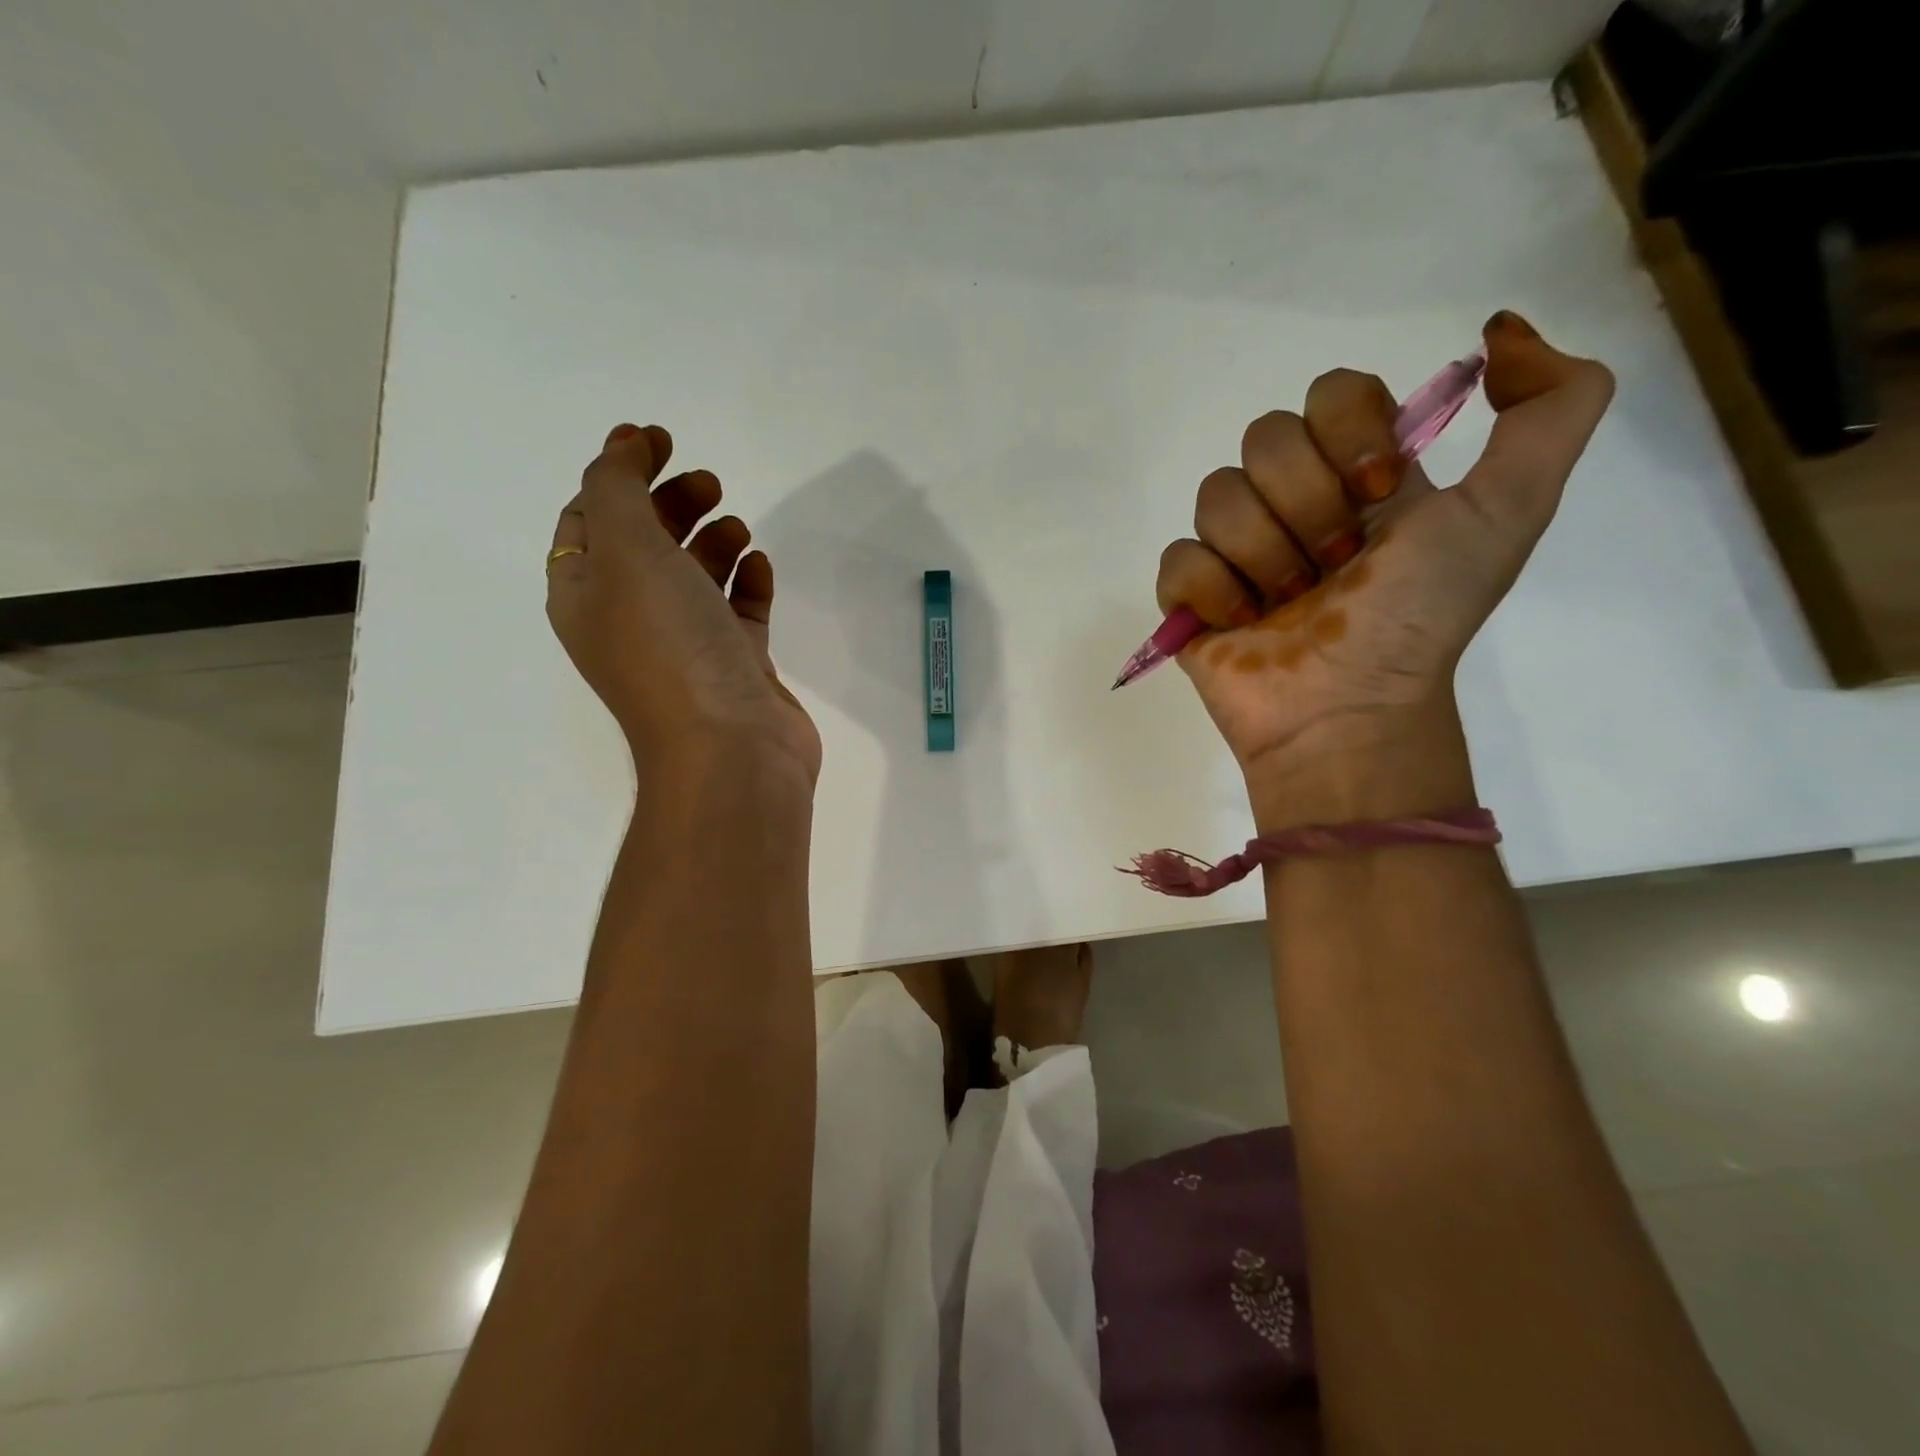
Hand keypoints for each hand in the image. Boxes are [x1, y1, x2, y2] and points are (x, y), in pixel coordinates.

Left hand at [546, 424, 822, 797]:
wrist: (731, 750)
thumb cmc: (670, 647)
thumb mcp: (626, 552)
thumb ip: (618, 487)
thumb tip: (623, 442)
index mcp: (587, 595)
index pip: (589, 519)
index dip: (617, 473)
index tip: (660, 440)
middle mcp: (631, 619)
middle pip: (645, 543)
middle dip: (671, 503)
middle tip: (708, 481)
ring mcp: (688, 645)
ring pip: (695, 576)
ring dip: (712, 540)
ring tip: (737, 525)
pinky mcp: (737, 665)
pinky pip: (739, 611)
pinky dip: (747, 583)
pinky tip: (759, 567)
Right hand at [1155, 311, 1614, 789]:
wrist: (1348, 710)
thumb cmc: (1419, 617)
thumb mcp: (1511, 510)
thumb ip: (1552, 407)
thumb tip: (1500, 331)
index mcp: (1359, 475)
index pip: (1331, 392)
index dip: (1349, 432)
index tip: (1377, 492)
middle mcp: (1294, 502)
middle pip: (1265, 438)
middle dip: (1305, 505)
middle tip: (1334, 565)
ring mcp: (1236, 550)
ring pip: (1216, 495)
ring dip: (1263, 555)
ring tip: (1288, 604)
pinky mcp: (1190, 596)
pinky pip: (1179, 558)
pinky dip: (1214, 592)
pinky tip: (1243, 623)